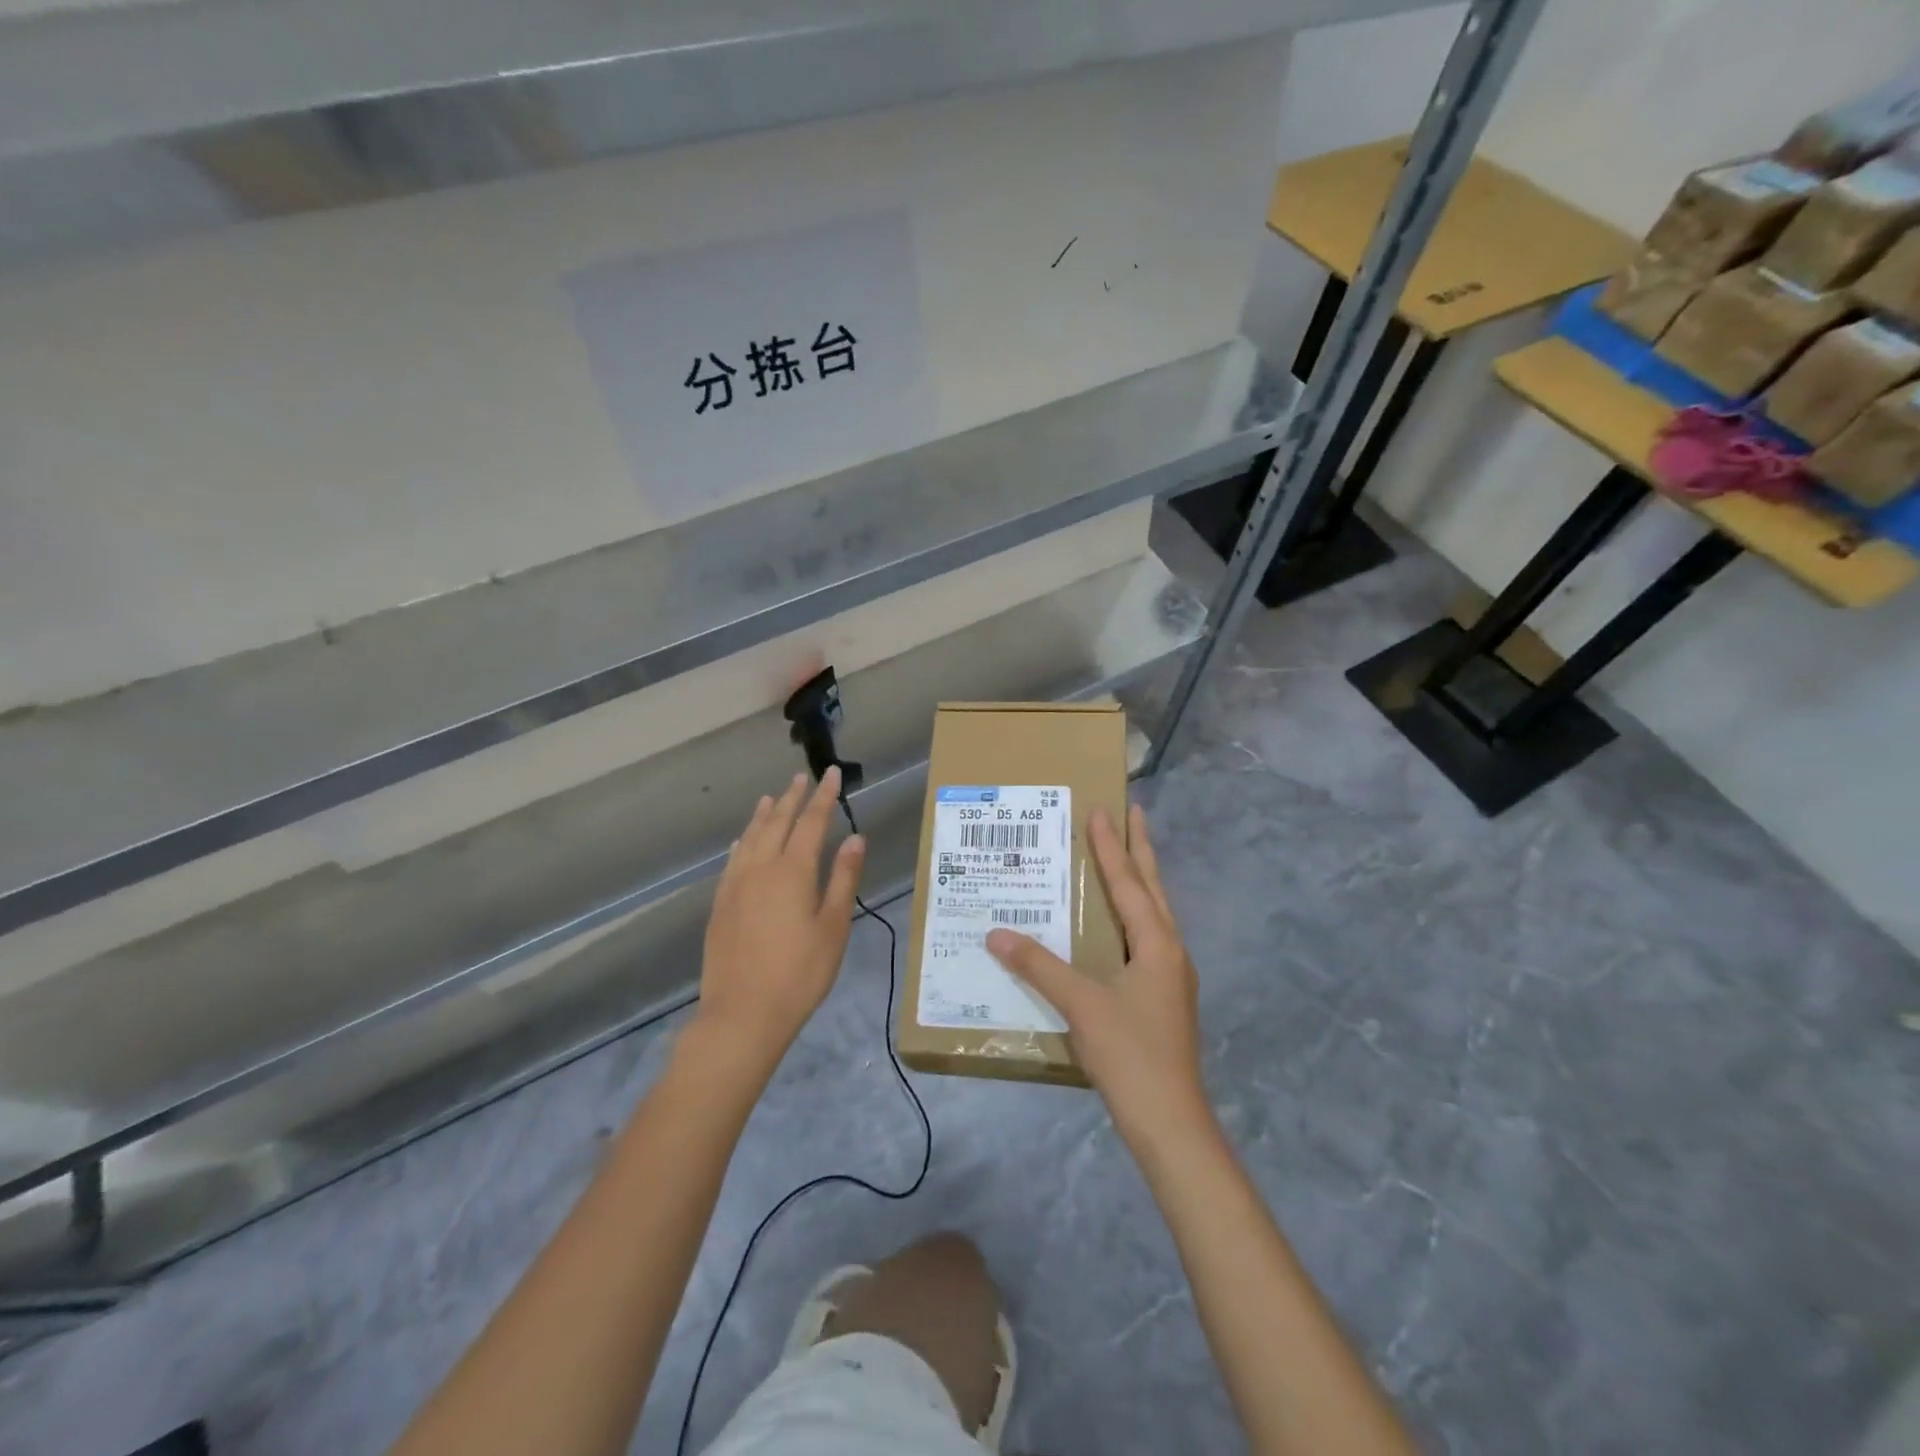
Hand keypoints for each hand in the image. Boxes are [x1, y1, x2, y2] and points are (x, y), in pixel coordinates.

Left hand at [697, 767, 865, 1062]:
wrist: (742, 1014)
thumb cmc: (799, 973)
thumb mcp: (833, 927)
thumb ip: (844, 879)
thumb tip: (855, 838)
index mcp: (793, 870)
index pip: (811, 821)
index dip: (823, 796)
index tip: (832, 774)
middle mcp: (761, 867)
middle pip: (777, 822)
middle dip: (792, 797)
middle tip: (803, 777)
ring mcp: (735, 885)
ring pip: (751, 837)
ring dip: (764, 814)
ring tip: (772, 797)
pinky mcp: (720, 904)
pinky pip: (733, 859)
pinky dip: (743, 841)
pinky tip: (743, 840)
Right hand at [987, 804, 1203, 1136]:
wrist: (1170, 1121)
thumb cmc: (1130, 1054)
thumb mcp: (1081, 1005)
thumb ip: (1039, 966)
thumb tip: (996, 934)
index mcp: (1157, 943)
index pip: (1129, 882)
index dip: (1112, 846)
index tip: (1104, 808)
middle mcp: (1169, 951)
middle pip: (1152, 888)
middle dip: (1141, 850)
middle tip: (1134, 813)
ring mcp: (1170, 976)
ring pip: (1154, 914)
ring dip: (1140, 881)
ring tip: (1126, 857)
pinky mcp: (1163, 998)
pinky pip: (1147, 939)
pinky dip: (1133, 917)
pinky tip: (1118, 927)